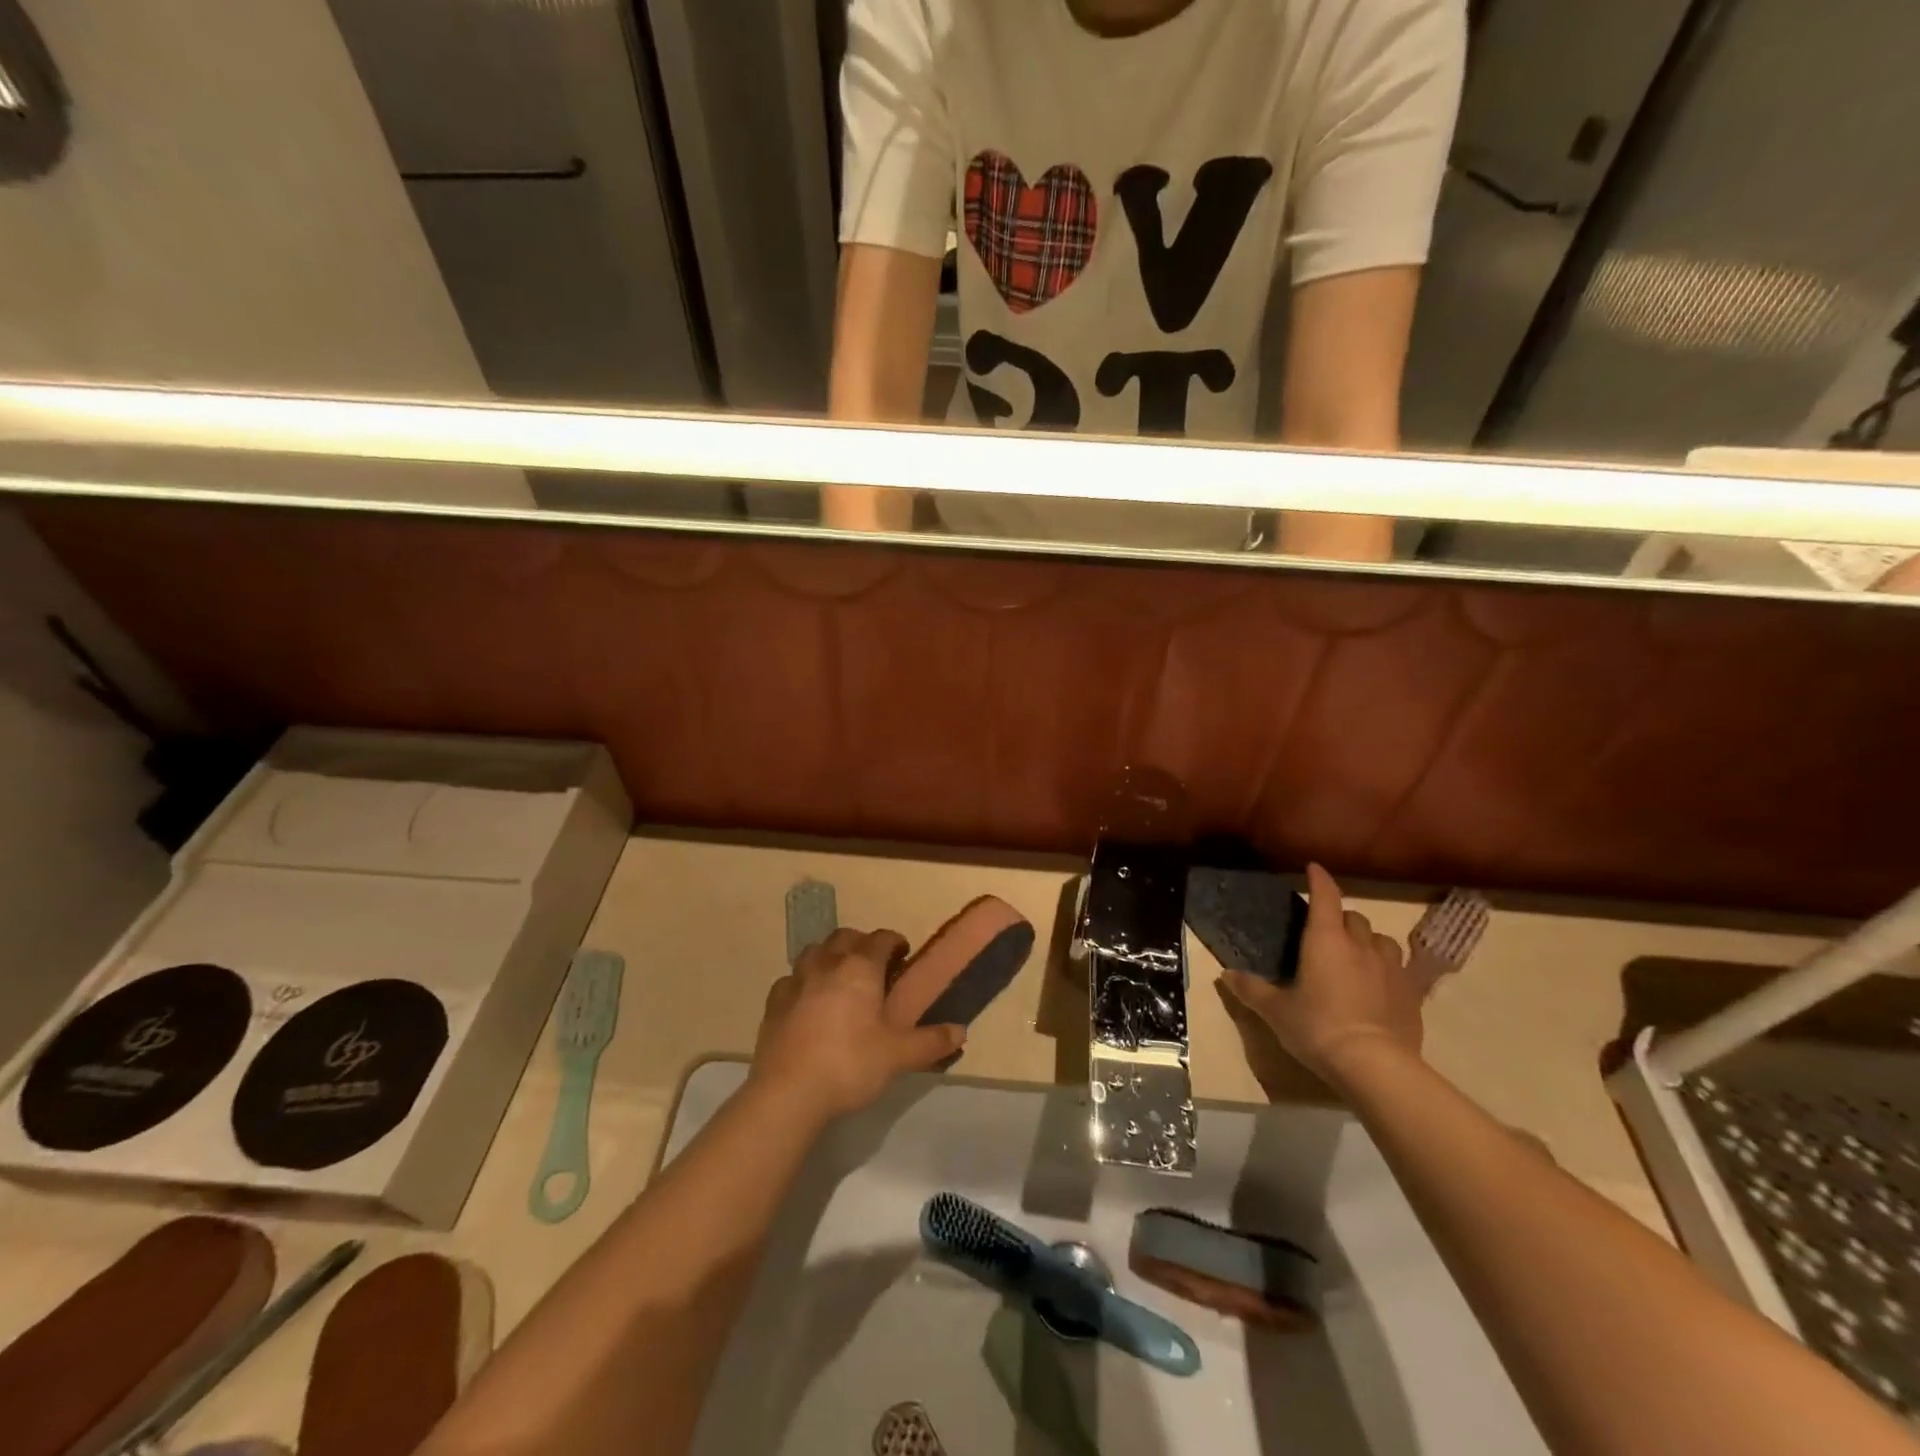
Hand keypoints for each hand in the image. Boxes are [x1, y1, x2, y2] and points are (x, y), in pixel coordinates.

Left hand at [751, 927, 965, 1121]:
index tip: (903, 953)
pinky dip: (803, 982)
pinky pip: (790, 979)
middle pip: (845, 937)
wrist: (788, 1092)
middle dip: (861, 943)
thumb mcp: (898, 1056)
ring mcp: (796, 981)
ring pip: (814, 951)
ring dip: (830, 956)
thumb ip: (931, 1042)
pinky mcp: (773, 1002)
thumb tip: (961, 1031)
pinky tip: (807, 1001)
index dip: (894, 942)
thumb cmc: (850, 1064)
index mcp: (860, 969)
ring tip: (839, 977)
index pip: (881, 939)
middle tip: (874, 965)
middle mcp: (827, 964)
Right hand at [1219, 864, 1423, 1086]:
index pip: (1325, 897)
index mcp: (1325, 940)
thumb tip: (1225, 975)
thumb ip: (1251, 989)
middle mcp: (1360, 945)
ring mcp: (1391, 968)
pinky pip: (1403, 968)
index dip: (1319, 879)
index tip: (1313, 868)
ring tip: (1357, 956)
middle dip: (1341, 918)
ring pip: (1382, 940)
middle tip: (1326, 933)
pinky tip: (1382, 984)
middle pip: (1354, 917)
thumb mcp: (1276, 1011)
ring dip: (1368, 941)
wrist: (1375, 1066)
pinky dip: (1389, 968)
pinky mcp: (1412, 993)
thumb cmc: (1318, 1028)